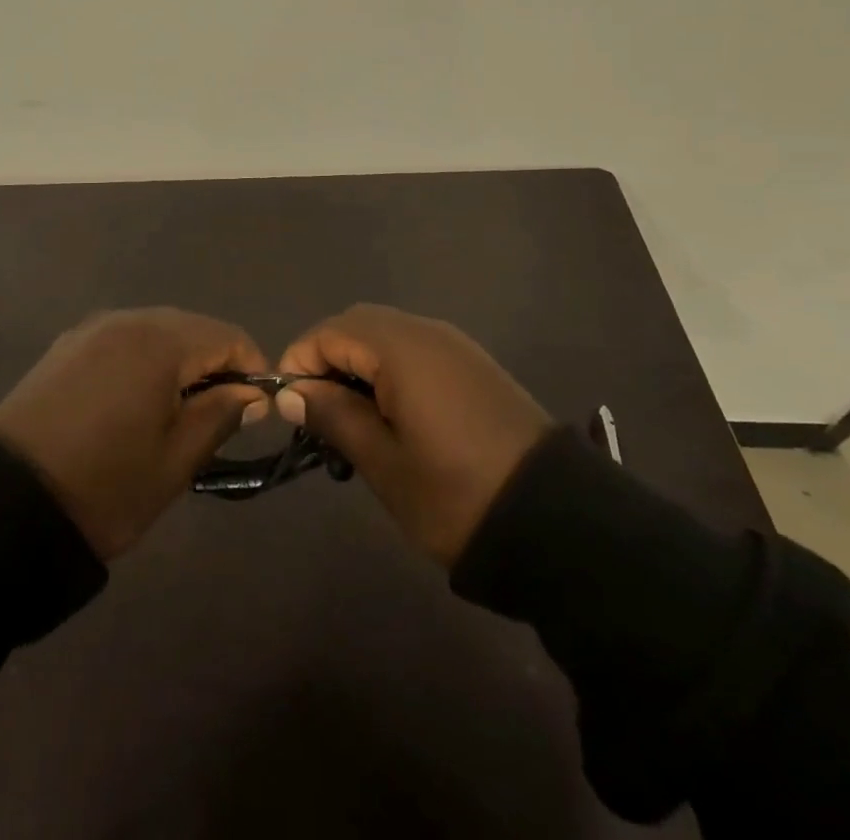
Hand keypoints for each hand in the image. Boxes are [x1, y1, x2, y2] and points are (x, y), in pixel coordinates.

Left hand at [0, 308, 269, 558]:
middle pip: (190, 327)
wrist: (4, 506)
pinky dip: (142, 361)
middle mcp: (125, 320)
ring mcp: (90, 330)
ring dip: (178, 361)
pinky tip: (137, 399)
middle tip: (221, 411)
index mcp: (159, 341)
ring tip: (180, 409)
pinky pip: (121, 341)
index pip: (226, 335)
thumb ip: (220, 415)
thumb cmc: (105, 486)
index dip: (251, 365)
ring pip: (154, 331)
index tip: (258, 406)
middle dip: (214, 361)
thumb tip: (251, 393)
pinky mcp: (65, 347)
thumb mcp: (176, 460)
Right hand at [274, 304, 553, 565]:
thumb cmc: (456, 494)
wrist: (559, 524)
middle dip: (327, 359)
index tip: (290, 410)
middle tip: (318, 413)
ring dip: (358, 364)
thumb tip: (291, 392)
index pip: (328, 332)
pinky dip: (390, 369)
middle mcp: (426, 332)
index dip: (299, 363)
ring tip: (351, 419)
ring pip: (386, 335)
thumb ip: (333, 416)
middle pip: (356, 325)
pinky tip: (392, 415)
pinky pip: (415, 349)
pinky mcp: (474, 365)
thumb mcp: (383, 463)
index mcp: (400, 349)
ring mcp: (455, 345)